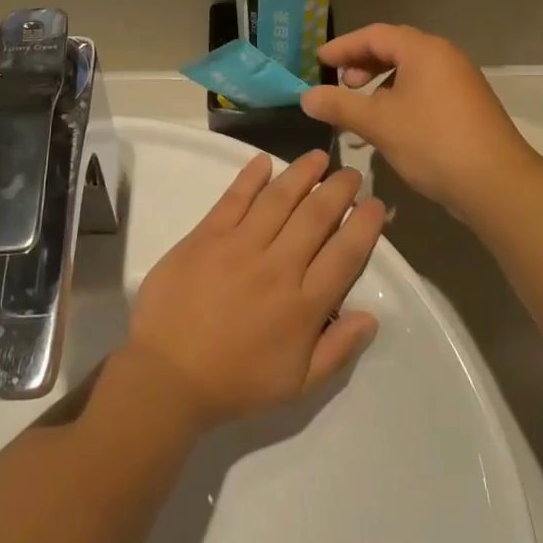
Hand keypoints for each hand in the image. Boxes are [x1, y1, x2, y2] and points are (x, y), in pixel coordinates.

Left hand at [127, 151, 382, 427]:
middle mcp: (278, 267)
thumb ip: (337, 350)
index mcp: (303, 305)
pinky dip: (251, 176)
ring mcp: (239, 246)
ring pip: (279, 198)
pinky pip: (233, 198)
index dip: (365, 225)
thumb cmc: (235, 383)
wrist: (167, 376)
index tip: (375, 204)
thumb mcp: (297, 385)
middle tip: (351, 173)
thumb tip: (371, 315)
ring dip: (303, 173)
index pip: (345, 253)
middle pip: (317, 216)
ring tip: (319, 156)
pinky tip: (264, 161)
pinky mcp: (206, 236)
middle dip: (339, 189)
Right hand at [300, 25, 537, 222]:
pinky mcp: (467, 104)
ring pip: (411, 70)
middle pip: (395, 48)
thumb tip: (306, 96)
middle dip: (362, 63)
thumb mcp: (378, 123)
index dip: (343, 47)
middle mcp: (444, 56)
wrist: (496, 183)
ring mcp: (460, 80)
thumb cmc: (432, 142)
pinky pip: (425, 88)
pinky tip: (390, 124)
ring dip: (381, 83)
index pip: (374, 35)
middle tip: (341, 83)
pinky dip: (400, 96)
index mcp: (423, 50)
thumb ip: (339, 105)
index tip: (318, 61)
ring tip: (362, 106)